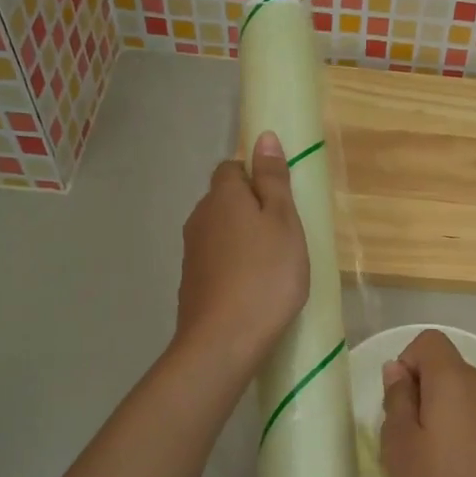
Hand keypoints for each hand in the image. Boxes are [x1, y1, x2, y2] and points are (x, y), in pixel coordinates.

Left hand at [173, 132, 308, 379]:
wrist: (224, 339)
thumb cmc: (265, 275)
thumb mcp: (283, 222)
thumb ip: (274, 180)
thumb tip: (264, 137)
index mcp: (222, 196)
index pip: (232, 168)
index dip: (256, 177)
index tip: (281, 200)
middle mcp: (199, 218)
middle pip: (224, 201)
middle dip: (250, 210)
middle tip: (284, 234)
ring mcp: (191, 253)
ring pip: (220, 233)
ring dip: (242, 240)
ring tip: (272, 265)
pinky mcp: (191, 284)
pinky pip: (216, 262)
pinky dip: (233, 266)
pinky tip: (253, 288)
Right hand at [380, 329, 475, 476]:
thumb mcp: (401, 446)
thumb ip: (397, 400)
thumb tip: (398, 370)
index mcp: (456, 381)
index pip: (429, 342)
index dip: (406, 363)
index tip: (397, 405)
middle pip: (447, 369)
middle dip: (421, 393)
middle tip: (406, 441)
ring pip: (463, 398)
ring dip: (440, 416)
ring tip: (429, 463)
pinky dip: (462, 434)